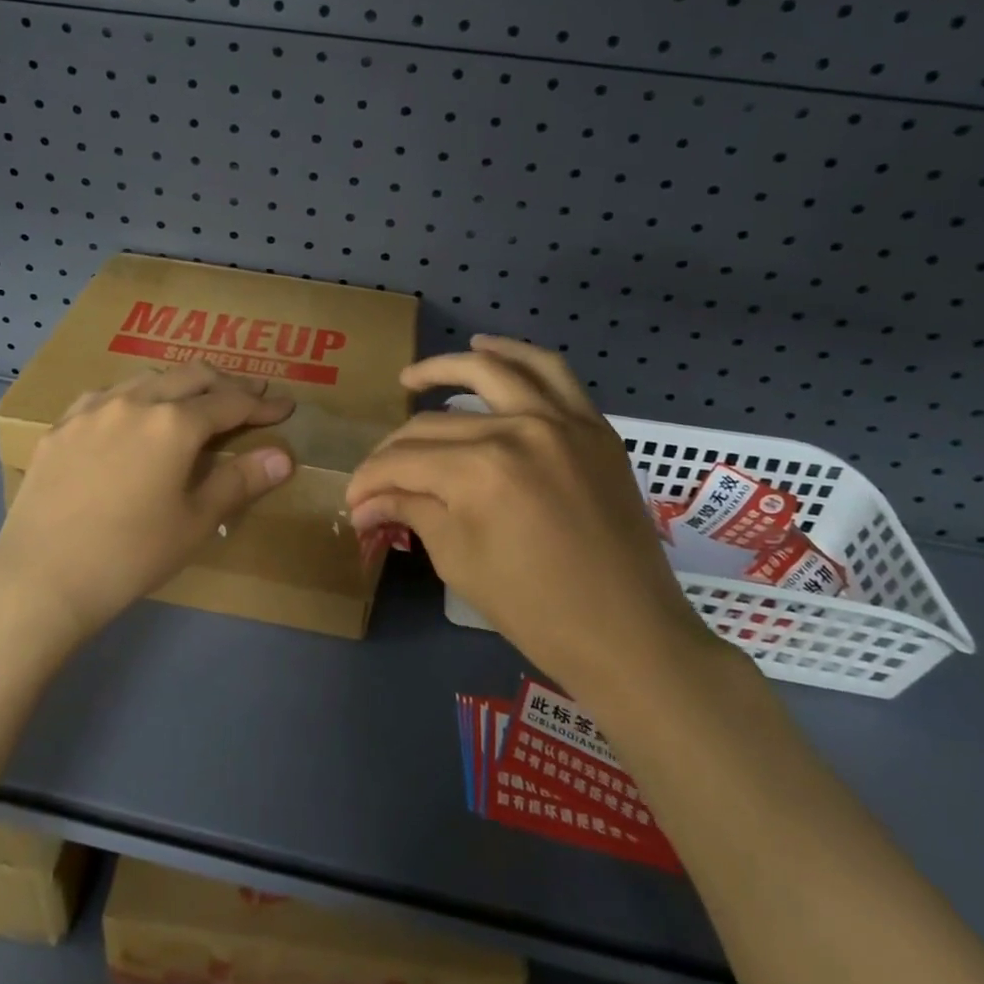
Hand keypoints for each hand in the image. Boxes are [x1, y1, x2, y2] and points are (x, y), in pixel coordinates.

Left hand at [0, 362, 296, 643]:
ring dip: (181, 384)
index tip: (285, 407)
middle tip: (249, 396)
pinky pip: (108, 395)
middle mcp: (136, 401)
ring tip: (195, 400)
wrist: (40, 578)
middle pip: (191, 376)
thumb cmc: (130, 555)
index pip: (230, 403)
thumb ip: (239, 481)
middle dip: (226, 383)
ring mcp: (94, 408)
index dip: (261, 404)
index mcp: (174, 423)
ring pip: (148, 378)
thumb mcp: (194, 522)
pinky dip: (136, 396)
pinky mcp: (62, 425)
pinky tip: (133, 413)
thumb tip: (283, 456)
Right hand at [345, 336, 720, 720]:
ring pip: (492, 371)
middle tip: (377, 476)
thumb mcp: (459, 560)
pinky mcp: (592, 426)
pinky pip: (551, 373)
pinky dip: (515, 355)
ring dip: (445, 369)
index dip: (370, 480)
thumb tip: (365, 502)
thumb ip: (411, 511)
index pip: (404, 461)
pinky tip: (487, 349)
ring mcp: (562, 421)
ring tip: (412, 378)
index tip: (354, 500)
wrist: (629, 635)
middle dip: (394, 452)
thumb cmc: (536, 610)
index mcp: (481, 472)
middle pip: (436, 425)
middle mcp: (518, 430)